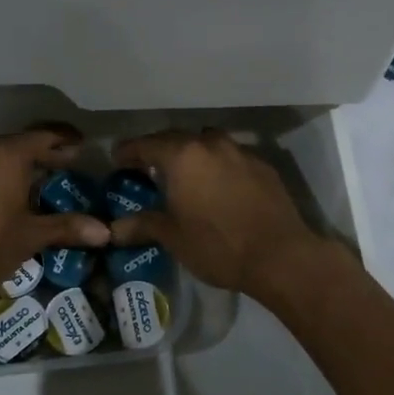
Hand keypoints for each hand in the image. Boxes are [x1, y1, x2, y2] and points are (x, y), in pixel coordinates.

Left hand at [0, 125, 109, 315]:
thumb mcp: (28, 238)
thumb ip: (65, 228)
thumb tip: (105, 231)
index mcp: (6, 154)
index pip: (43, 135)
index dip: (65, 140)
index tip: (81, 146)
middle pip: (17, 144)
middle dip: (41, 154)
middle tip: (63, 166)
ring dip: (13, 167)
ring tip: (31, 186)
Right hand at [107, 129, 341, 294]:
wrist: (279, 255)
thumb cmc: (218, 245)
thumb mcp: (174, 237)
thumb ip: (143, 225)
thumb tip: (113, 229)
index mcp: (183, 155)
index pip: (146, 144)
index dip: (128, 151)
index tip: (117, 159)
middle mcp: (210, 144)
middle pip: (177, 139)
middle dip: (160, 150)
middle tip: (147, 167)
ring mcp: (240, 151)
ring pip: (207, 143)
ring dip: (192, 154)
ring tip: (185, 175)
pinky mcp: (263, 165)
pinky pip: (231, 157)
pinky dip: (218, 166)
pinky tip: (219, 187)